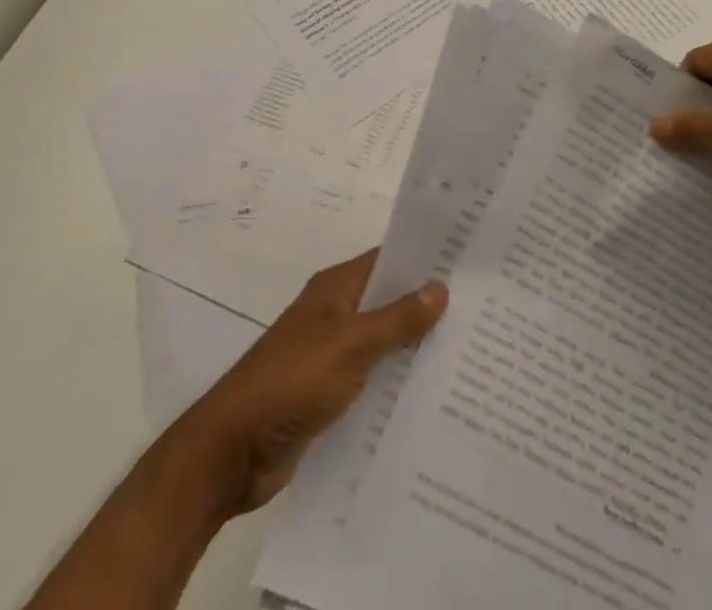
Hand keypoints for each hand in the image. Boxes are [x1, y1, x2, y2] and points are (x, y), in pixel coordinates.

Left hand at [185, 250, 445, 516]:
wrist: (230, 453)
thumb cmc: (290, 382)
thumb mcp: (350, 346)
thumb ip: (396, 319)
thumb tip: (440, 287)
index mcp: (336, 289)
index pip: (389, 260)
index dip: (425, 259)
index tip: (468, 261)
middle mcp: (335, 315)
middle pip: (390, 301)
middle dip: (428, 306)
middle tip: (481, 310)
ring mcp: (331, 356)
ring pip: (384, 343)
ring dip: (416, 349)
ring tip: (470, 353)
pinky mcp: (329, 396)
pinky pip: (373, 380)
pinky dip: (397, 384)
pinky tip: (433, 397)